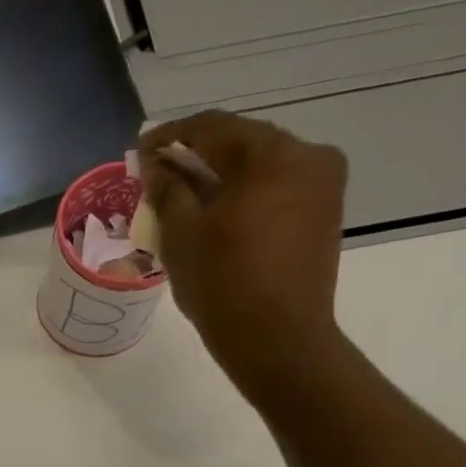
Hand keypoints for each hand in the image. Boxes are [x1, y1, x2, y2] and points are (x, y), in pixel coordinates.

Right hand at [141, 111, 349, 404]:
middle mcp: (308, 157)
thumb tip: (157, 166)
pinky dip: (245, 197)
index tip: (141, 151)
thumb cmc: (223, 283)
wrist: (277, 339)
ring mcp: (323, 187)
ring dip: (221, 179)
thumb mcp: (181, 234)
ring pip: (261, 169)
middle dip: (197, 157)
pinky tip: (218, 217)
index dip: (171, 136)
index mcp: (273, 154)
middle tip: (160, 175)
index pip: (213, 127)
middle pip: (241, 144)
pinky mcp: (324, 216)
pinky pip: (277, 191)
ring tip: (185, 199)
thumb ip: (167, 190)